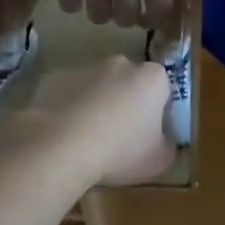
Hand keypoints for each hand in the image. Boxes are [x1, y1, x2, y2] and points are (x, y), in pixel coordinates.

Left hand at [22, 55, 173, 185]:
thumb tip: (163, 141)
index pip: (163, 88)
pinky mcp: (56, 78)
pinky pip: (71, 94)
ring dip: (98, 105)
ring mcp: (86, 68)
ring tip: (90, 139)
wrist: (64, 146)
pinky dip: (71, 108)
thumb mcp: (160, 160)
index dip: (159, 111)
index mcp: (152, 78)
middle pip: (129, 83)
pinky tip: (67, 135)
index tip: (151, 134)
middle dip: (127, 102)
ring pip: (98, 87)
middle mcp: (121, 64)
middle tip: (121, 136)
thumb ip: (168, 145)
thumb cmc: (122, 151)